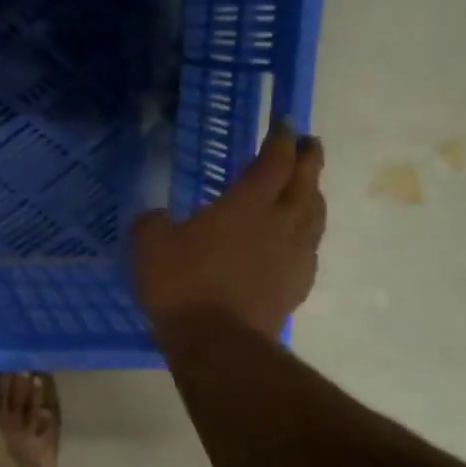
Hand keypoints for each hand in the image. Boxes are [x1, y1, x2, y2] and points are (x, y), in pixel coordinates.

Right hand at [132, 123, 325, 339]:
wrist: (218, 343)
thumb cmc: (182, 284)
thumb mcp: (150, 244)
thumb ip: (153, 222)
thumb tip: (157, 217)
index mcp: (247, 204)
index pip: (274, 161)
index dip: (281, 139)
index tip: (284, 123)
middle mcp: (280, 222)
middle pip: (306, 182)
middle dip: (308, 159)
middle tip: (310, 143)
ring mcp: (294, 255)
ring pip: (315, 215)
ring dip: (314, 194)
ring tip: (309, 187)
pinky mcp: (297, 285)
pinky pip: (309, 248)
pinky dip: (307, 233)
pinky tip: (297, 239)